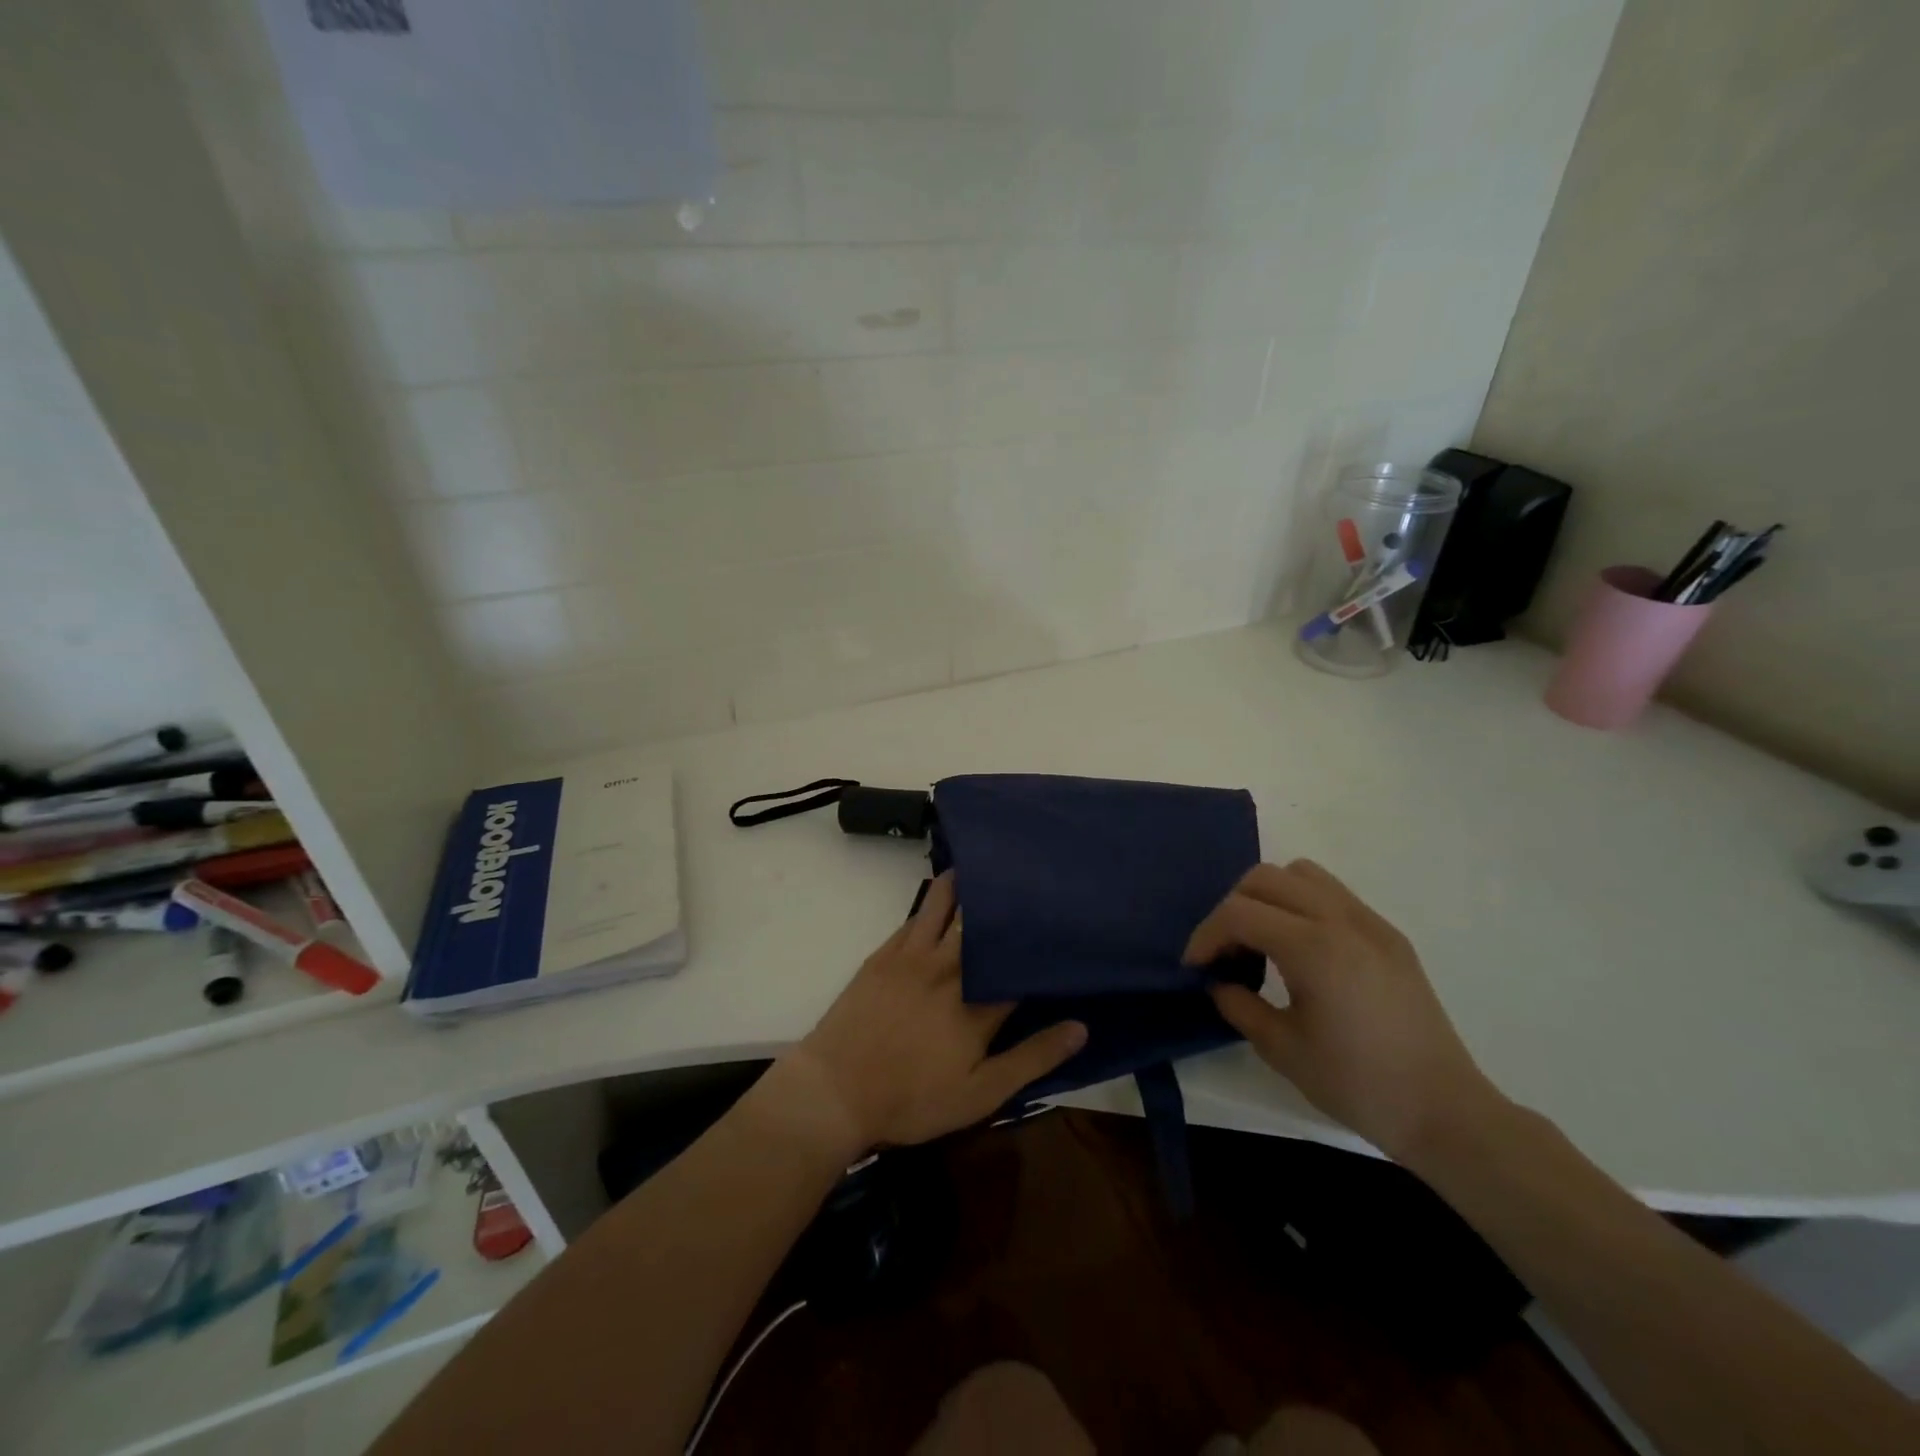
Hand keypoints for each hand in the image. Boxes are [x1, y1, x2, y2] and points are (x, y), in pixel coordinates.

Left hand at [790, 873, 1086, 1152]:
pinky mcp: (884, 955)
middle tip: (1028, 880)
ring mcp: (913, 956)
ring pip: (945, 905)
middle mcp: (949, 967)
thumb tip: (1081, 1026)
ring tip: (986, 866)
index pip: (1019, 963)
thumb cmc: (912, 1099)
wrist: (835, 1091)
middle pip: (983, 923)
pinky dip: (934, 901)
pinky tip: (944, 892)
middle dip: (1005, 901)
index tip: (1061, 924)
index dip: (1040, 944)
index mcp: (978, 1002)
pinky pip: (915, 917)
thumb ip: (1032, 1058)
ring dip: (966, 884)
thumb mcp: (980, 1094)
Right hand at [1185, 860, 1500, 1161]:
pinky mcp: (1388, 935)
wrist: (1445, 1111)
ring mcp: (1370, 923)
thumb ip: (1239, 1005)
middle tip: (1224, 951)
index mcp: (1314, 948)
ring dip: (1268, 897)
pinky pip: (1332, 894)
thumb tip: (1219, 982)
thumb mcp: (1282, 1050)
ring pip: (1301, 874)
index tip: (1195, 967)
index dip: (1207, 935)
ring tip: (1261, 940)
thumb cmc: (1358, 1085)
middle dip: (1232, 908)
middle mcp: (1342, 920)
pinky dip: (1301, 904)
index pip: (1239, 913)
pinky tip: (1301, 950)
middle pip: (1265, 878)